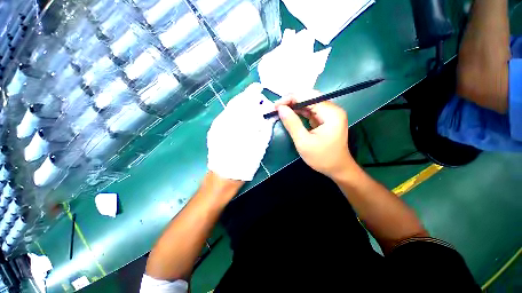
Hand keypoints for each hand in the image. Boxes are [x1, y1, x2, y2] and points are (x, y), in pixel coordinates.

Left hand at [207, 83, 275, 180]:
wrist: (224, 175)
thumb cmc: (245, 162)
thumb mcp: (259, 145)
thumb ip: (264, 127)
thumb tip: (269, 116)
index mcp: (240, 124)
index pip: (247, 101)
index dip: (253, 93)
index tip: (259, 88)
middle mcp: (226, 120)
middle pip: (237, 102)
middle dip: (247, 97)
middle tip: (256, 97)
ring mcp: (218, 124)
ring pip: (230, 107)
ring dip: (241, 104)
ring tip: (250, 105)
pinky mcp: (214, 129)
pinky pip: (226, 115)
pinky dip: (234, 112)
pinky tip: (240, 116)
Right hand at [275, 96, 354, 177]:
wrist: (337, 169)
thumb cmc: (321, 158)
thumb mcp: (303, 142)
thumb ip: (292, 123)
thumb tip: (280, 108)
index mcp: (331, 113)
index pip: (308, 97)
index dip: (290, 98)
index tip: (276, 105)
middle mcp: (333, 109)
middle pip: (309, 98)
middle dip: (291, 101)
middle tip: (276, 107)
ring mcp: (330, 113)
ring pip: (309, 103)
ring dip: (294, 106)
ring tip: (280, 109)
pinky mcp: (325, 118)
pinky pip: (310, 110)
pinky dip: (299, 112)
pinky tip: (290, 113)